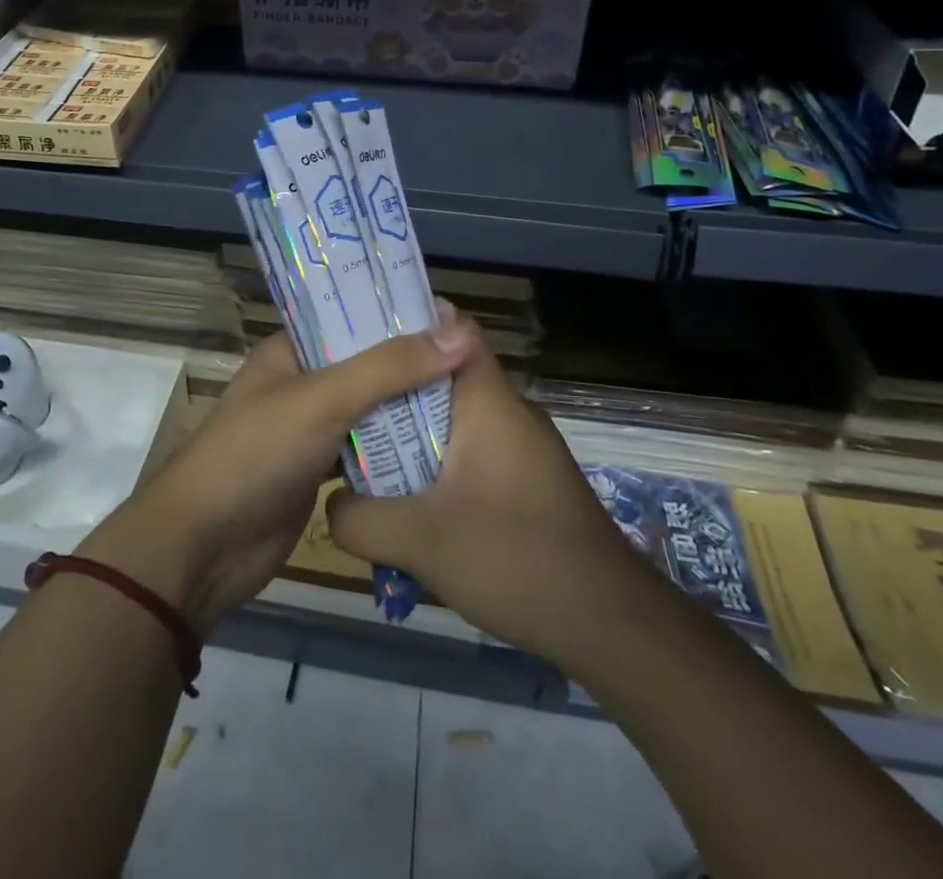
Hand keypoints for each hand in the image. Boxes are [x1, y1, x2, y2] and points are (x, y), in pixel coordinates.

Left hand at [79, 317, 469, 634]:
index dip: (394, 314)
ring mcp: (309, 428)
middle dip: (409, 363)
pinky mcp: (318, 470)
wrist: (204, 547)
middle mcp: (300, 382)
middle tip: (470, 359)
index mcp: (290, 350)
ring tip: (467, 396)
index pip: (349, 317)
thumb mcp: (324, 399)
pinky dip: (394, 448)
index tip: (449, 315)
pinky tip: (440, 445)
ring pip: (368, 408)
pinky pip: (364, 449)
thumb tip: (458, 335)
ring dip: (406, 406)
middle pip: (365, 364)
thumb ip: (389, 367)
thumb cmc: (256, 454)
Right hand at [326, 314, 645, 667]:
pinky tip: (413, 502)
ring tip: (364, 451)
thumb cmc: (514, 557)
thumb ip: (359, 518)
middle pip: (443, 375)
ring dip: (414, 432)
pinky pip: (474, 452)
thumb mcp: (419, 541)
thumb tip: (331, 503)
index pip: (452, 326)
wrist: (610, 623)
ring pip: (456, 419)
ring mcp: (524, 446)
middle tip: (343, 399)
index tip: (359, 332)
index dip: (407, 319)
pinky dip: (440, 463)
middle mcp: (508, 410)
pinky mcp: (530, 479)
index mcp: (488, 399)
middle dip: (393, 386)